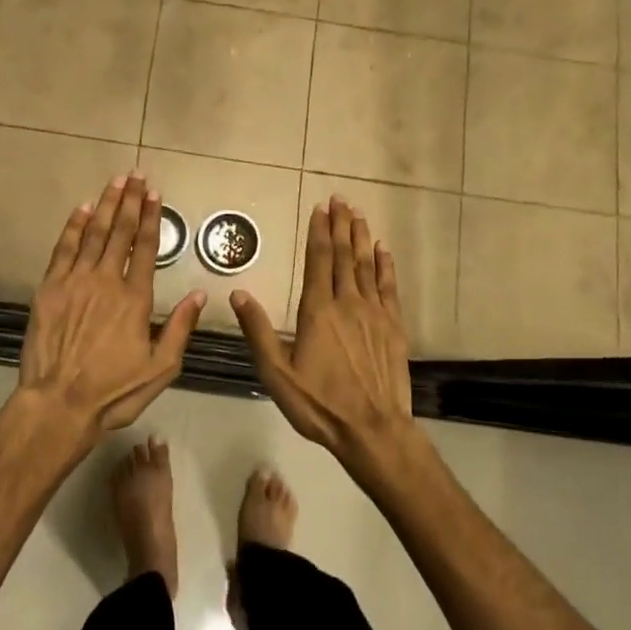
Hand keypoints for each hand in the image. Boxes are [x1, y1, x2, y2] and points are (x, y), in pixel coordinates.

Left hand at [19, 173, 205, 439]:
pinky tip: (82, 209)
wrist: (59, 404)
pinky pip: (63, 249)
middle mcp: (107, 281)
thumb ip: (180, 328)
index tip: (154, 193)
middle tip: (135, 175)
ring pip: (93, 234)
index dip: (151, 217)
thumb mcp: (161, 368)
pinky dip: (74, 227)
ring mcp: (75, 282)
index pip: (146, 247)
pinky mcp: (49, 289)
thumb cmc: (114, 391)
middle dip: (130, 201)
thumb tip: (200, 294)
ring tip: (115, 182)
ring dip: (106, 205)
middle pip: (120, 232)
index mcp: (136, 299)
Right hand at [230, 196, 418, 470]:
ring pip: (367, 266)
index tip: (320, 208)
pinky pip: (388, 287)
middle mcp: (348, 303)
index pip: (318, 261)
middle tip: (341, 199)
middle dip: (341, 225)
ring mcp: (374, 314)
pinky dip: (385, 265)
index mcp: (318, 311)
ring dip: (361, 238)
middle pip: (344, 256)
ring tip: (358, 215)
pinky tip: (383, 250)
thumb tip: (237, 293)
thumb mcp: (277, 373)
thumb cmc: (319, 404)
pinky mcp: (393, 327)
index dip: (319, 232)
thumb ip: (257, 331)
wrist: (372, 430)